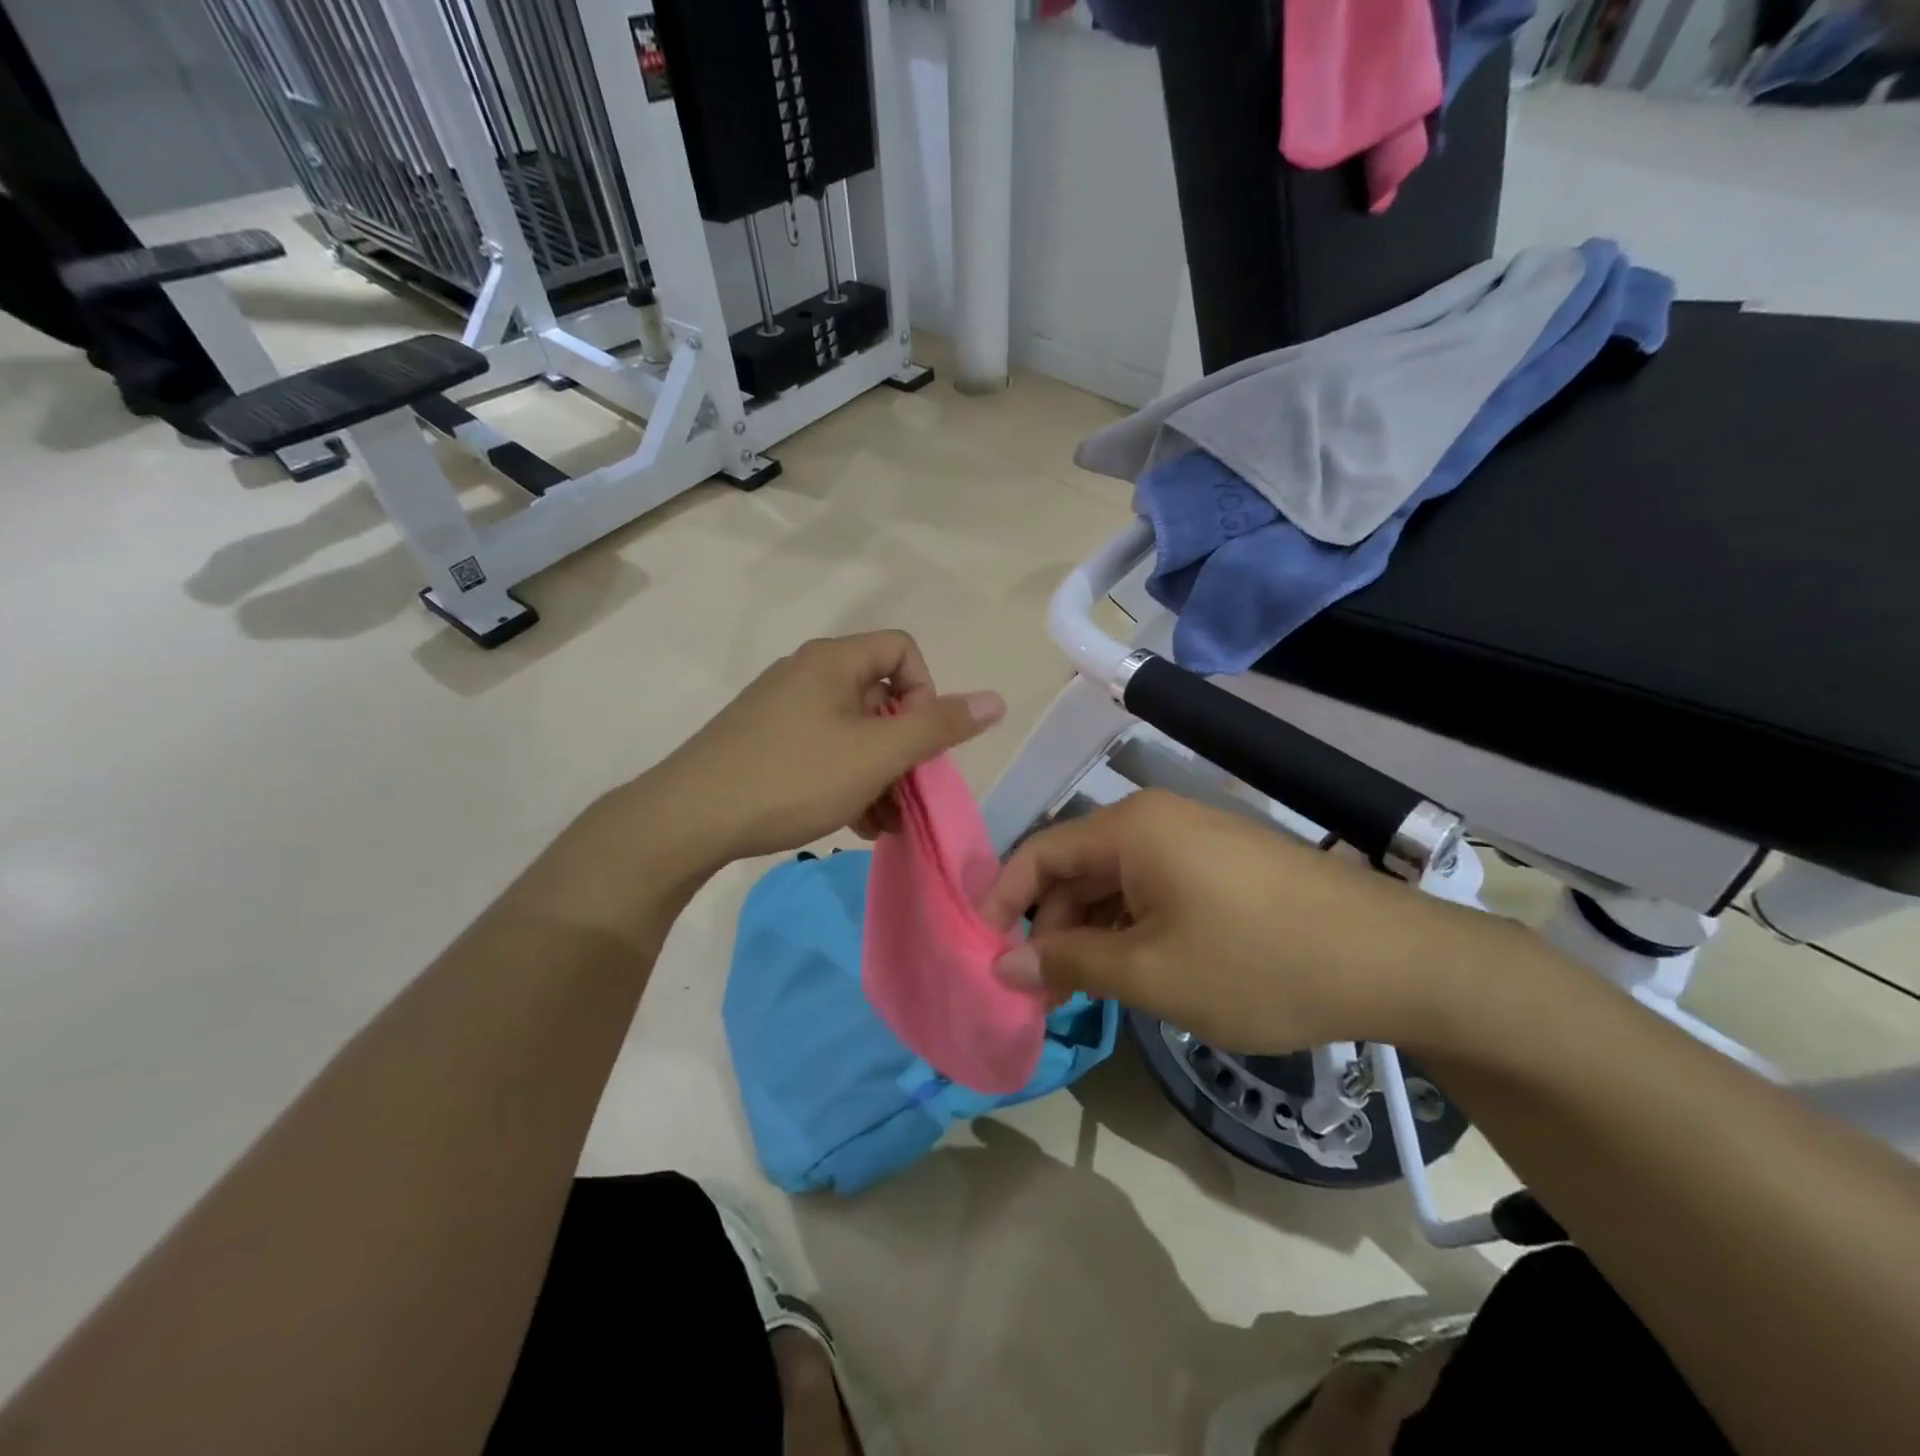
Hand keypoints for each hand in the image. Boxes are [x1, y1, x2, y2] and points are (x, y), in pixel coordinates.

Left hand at [653, 631, 1004, 864]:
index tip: (917, 741)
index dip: (925, 692)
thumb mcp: (876, 754)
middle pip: (880, 696)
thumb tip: (997, 700)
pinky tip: (853, 824)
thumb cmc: (792, 777)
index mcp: (833, 661)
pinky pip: (823, 751)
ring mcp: (782, 709)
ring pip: (852, 731)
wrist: (689, 819)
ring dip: (879, 775)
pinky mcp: (764, 742)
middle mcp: (807, 673)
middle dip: (903, 749)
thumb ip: (939, 726)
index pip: (903, 650)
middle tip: (906, 794)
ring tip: (883, 824)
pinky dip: (846, 782)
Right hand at [980, 790, 1481, 1052]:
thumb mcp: (1152, 974)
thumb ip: (1069, 963)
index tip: (982, 950)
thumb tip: (1002, 963)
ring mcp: (1195, 837)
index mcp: (1130, 827)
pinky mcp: (1224, 862)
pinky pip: (1155, 886)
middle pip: (1076, 866)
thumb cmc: (1258, 963)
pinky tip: (1137, 969)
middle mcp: (1156, 818)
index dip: (1002, 899)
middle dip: (1051, 925)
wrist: (1395, 961)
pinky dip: (1133, 926)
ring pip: (1116, 881)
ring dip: (1092, 931)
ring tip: (1086, 990)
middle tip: (1040, 990)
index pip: (1039, 852)